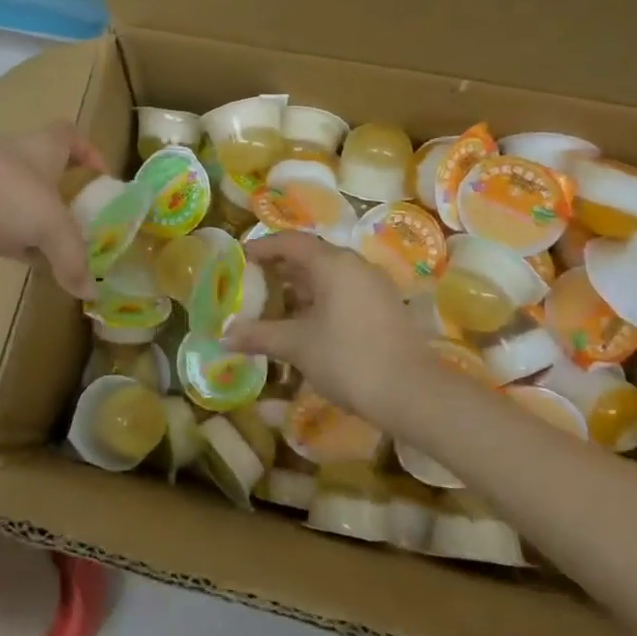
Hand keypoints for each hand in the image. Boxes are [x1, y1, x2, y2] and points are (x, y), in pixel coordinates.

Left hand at [0, 124, 104, 299]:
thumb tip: (89, 291)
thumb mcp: (48, 224)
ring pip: (24, 205)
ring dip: (41, 225)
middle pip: (49, 174)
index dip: (90, 152)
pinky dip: (15, 243)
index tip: (102, 178)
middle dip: (68, 198)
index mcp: (41, 149)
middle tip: (88, 227)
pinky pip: (1, 228)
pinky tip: (27, 264)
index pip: (70, 136)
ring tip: (63, 253)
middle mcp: (17, 163)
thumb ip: (72, 257)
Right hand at [222, 233, 432, 427]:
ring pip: (328, 276)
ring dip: (299, 288)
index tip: (239, 259)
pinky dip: (319, 301)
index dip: (262, 248)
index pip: (290, 242)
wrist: (412, 393)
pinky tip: (304, 325)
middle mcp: (355, 266)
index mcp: (333, 263)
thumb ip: (259, 335)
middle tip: (251, 285)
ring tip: (272, 307)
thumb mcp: (297, 346)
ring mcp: (373, 286)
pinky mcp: (384, 307)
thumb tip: (224, 337)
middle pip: (310, 256)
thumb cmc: (348, 359)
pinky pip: (344, 292)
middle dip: (279, 269)